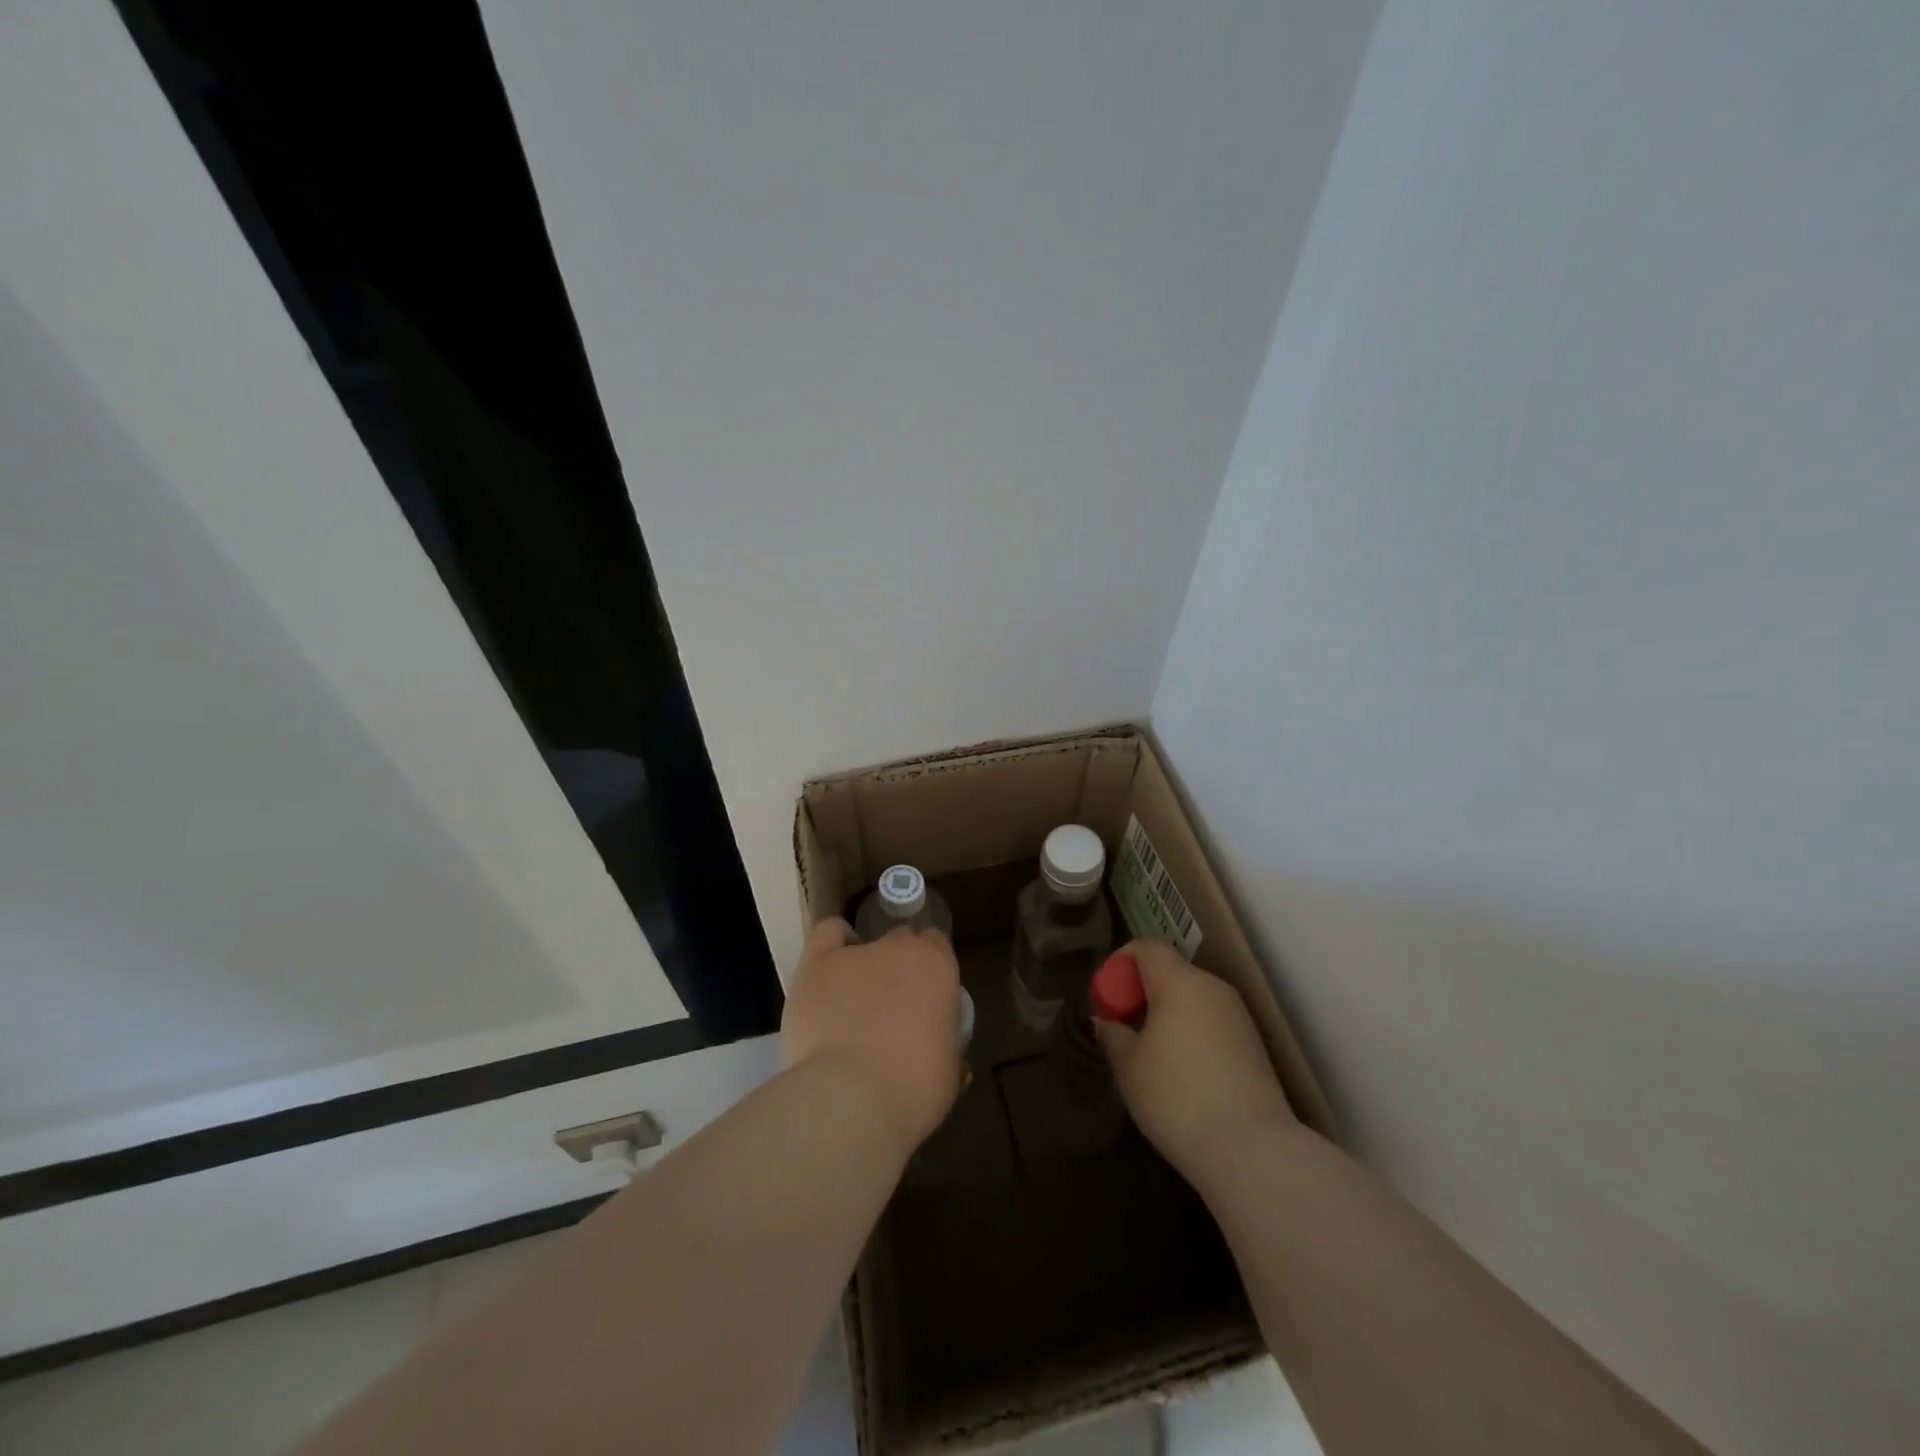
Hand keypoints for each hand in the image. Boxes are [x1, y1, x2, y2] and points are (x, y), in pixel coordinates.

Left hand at [780, 918, 962, 1154]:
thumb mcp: (948, 1073)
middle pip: (901, 941)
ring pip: (864, 944)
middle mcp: (900, 948)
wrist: (851, 1099)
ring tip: (852, 1003)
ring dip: (863, 966)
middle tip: (890, 1006)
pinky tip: (831, 969)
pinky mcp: (818, 962)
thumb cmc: (912, 1090)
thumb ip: (946, 1049)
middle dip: (897, 967)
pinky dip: (833, 944)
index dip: (928, 969)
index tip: (923, 997)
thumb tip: (941, 1054)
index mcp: (938, 968)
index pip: (936, 945)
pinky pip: (828, 933)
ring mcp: (857, 952)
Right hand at [1094, 940, 1295, 1176]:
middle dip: (1143, 991)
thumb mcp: (1129, 1067)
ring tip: (1151, 1052)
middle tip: (1124, 1026)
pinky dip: (1192, 1031)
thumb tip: (1106, 1021)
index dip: (1121, 963)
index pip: (1147, 948)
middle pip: (1171, 972)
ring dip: (1168, 1013)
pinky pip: (1212, 1022)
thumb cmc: (1176, 1097)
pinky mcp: (1254, 1044)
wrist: (1251, 1149)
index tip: (1107, 996)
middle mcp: (1212, 987)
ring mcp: (1238, 1015)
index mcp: (1180, 981)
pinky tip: (1183, 1071)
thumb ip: (1114, 1035)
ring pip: (1193, 998)